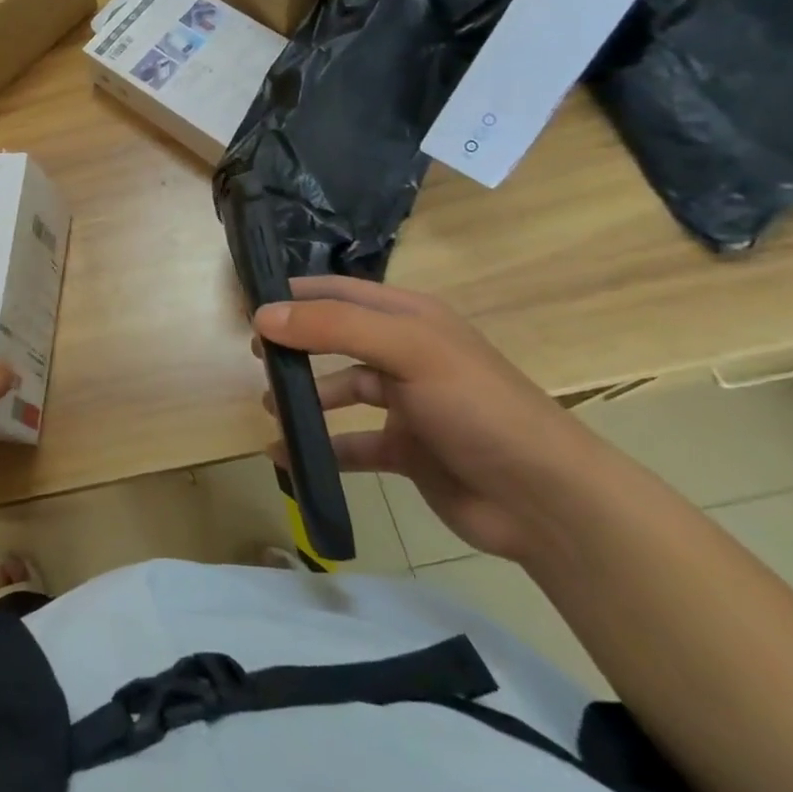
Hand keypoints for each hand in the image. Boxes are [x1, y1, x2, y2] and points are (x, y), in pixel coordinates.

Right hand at [254, 277, 601, 562]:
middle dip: (296, 344)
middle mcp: (406, 354)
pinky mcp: (407, 450)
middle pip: (337, 339)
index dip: (296, 295)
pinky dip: (321, 449)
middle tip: (256, 357)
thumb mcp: (407, 351)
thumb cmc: (476, 407)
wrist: (543, 499)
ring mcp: (408, 404)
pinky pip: (351, 444)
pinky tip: (288, 459)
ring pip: (342, 392)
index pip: (341, 292)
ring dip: (306, 400)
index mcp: (411, 318)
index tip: (249, 305)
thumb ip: (334, 328)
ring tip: (273, 410)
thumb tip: (263, 315)